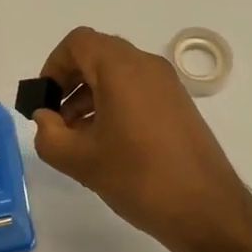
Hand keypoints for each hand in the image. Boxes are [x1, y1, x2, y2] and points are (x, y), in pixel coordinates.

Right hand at [31, 27, 251, 251]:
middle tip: (56, 117)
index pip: (79, 43)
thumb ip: (49, 135)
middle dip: (70, 80)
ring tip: (76, 136)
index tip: (44, 99)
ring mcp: (167, 84)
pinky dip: (114, 103)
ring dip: (91, 94)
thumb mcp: (82, 161)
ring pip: (118, 73)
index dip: (54, 65)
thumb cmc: (139, 178)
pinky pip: (137, 88)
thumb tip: (44, 118)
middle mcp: (147, 66)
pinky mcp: (178, 104)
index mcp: (122, 70)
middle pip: (99, 54)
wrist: (206, 208)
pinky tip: (105, 141)